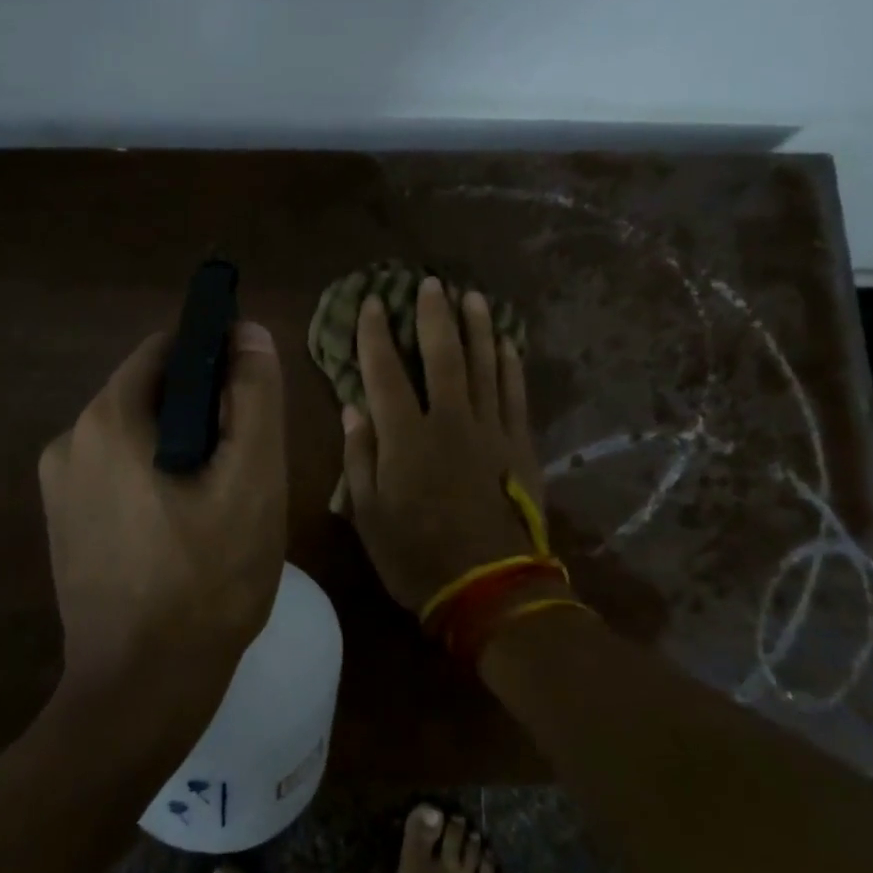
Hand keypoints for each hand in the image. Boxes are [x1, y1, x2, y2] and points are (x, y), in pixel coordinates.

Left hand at [39, 323, 287, 700]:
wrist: (141, 693)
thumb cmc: (207, 580)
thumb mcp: (251, 479)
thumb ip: (254, 395)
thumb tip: (246, 332)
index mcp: (107, 419)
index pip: (167, 349)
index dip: (216, 358)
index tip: (251, 397)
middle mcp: (70, 440)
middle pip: (152, 393)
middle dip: (203, 411)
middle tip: (244, 462)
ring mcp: (59, 486)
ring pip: (138, 434)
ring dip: (182, 447)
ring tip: (220, 500)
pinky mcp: (64, 522)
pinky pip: (118, 472)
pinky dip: (155, 478)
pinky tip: (185, 527)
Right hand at [341, 277, 549, 614]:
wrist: (490, 589)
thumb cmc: (418, 556)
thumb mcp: (369, 515)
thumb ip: (359, 456)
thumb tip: (353, 407)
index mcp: (406, 437)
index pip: (385, 371)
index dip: (375, 334)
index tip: (372, 302)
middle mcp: (449, 420)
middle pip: (442, 355)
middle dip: (434, 315)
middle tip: (431, 283)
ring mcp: (490, 430)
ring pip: (484, 365)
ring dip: (478, 328)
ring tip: (472, 297)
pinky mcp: (520, 445)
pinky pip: (515, 394)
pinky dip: (511, 366)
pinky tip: (508, 344)